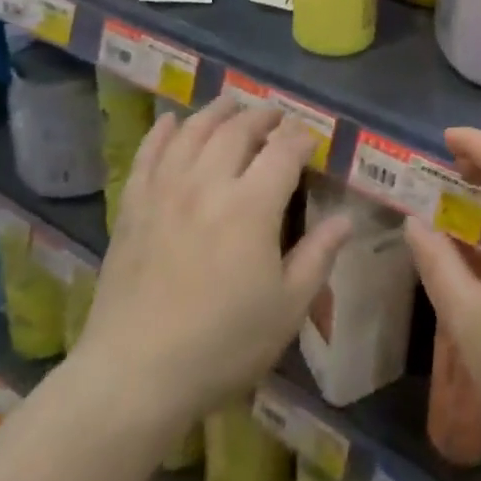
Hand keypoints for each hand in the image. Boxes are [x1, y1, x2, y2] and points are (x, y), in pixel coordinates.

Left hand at [79, 96, 352, 433]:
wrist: (134, 376)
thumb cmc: (222, 345)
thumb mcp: (287, 308)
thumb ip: (318, 256)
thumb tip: (346, 219)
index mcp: (252, 205)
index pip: (284, 150)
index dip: (301, 138)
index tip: (311, 140)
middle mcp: (209, 183)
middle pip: (238, 130)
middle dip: (262, 116)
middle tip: (275, 116)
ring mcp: (166, 191)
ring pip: (193, 132)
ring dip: (216, 112)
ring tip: (231, 104)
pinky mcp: (133, 207)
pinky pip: (148, 155)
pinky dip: (161, 132)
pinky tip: (170, 121)